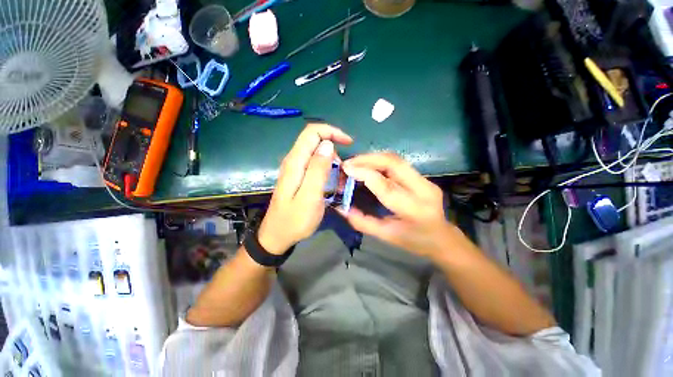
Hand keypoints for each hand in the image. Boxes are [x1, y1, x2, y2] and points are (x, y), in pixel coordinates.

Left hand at [257, 123, 352, 254]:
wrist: (277, 236)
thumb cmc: (295, 220)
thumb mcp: (310, 196)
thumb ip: (318, 170)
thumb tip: (328, 145)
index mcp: (295, 162)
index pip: (312, 132)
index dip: (331, 131)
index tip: (348, 143)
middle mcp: (293, 161)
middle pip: (314, 139)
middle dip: (334, 144)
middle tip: (346, 165)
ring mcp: (295, 169)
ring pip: (315, 152)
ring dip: (332, 158)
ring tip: (342, 176)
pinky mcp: (298, 176)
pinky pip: (314, 163)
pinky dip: (327, 167)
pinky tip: (333, 181)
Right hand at [341, 153, 456, 258]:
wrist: (442, 238)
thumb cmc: (414, 241)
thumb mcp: (385, 235)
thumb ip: (362, 221)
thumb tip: (341, 207)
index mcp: (414, 210)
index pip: (386, 186)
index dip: (364, 173)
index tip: (346, 168)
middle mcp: (423, 190)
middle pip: (394, 163)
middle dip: (368, 159)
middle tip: (349, 162)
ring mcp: (426, 181)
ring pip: (396, 159)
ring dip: (373, 158)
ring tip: (356, 163)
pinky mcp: (423, 177)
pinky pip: (398, 163)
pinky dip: (380, 161)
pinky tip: (369, 165)